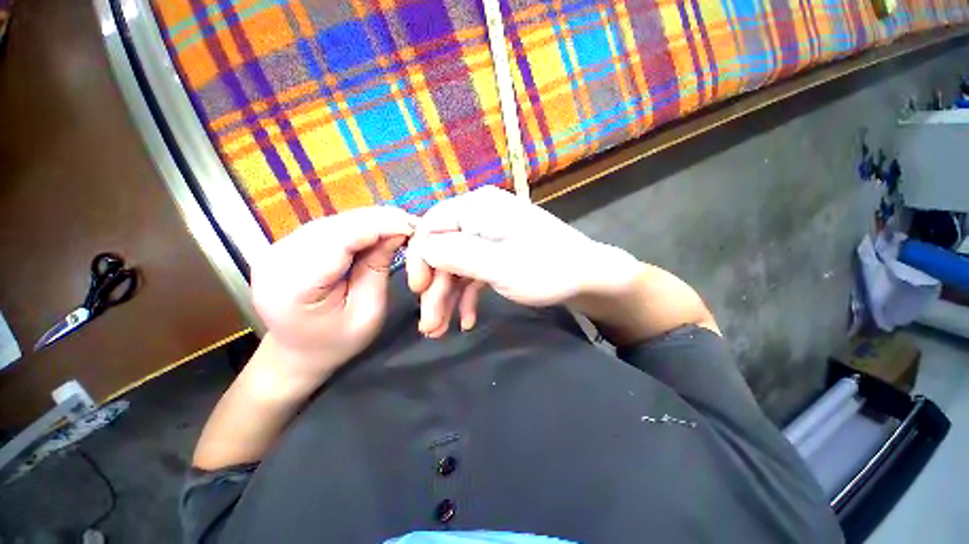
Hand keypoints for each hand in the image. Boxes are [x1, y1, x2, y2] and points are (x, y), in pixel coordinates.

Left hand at [250, 207, 415, 380]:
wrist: (296, 352)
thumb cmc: (336, 342)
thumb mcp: (368, 312)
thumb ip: (378, 268)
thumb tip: (397, 232)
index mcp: (294, 286)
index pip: (341, 240)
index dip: (380, 227)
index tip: (412, 226)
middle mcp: (277, 259)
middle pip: (336, 226)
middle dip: (378, 221)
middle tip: (411, 224)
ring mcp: (276, 248)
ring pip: (333, 221)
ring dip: (369, 221)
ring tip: (398, 226)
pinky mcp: (283, 245)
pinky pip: (327, 227)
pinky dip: (357, 226)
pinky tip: (376, 231)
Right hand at [406, 186, 641, 336]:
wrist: (590, 277)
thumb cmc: (547, 269)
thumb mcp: (499, 266)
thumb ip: (457, 254)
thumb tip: (422, 249)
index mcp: (478, 208)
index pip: (431, 226)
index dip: (420, 259)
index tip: (418, 291)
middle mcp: (481, 216)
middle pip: (444, 250)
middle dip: (435, 289)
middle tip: (428, 326)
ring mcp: (490, 235)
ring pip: (458, 265)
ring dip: (448, 297)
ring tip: (441, 330)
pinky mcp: (499, 252)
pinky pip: (474, 271)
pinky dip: (468, 295)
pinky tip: (467, 319)